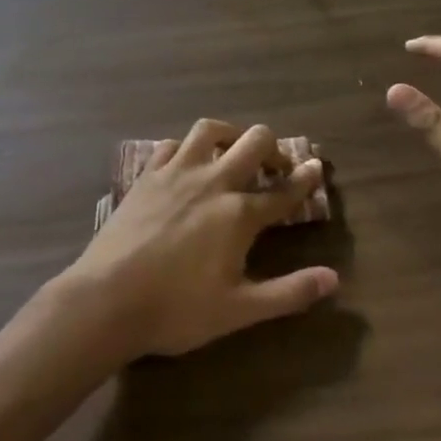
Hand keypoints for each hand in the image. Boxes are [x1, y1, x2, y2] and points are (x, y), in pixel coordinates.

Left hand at [63, 120, 338, 358]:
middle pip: (253, 142)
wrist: (107, 299)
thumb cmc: (177, 309)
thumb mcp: (239, 310)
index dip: (305, 179)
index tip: (317, 167)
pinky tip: (186, 162)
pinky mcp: (146, 176)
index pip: (284, 191)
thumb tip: (333, 279)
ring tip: (235, 150)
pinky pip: (170, 145)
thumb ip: (289, 293)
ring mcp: (175, 173)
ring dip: (230, 134)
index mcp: (238, 214)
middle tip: (276, 166)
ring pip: (209, 130)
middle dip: (273, 148)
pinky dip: (185, 147)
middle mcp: (212, 181)